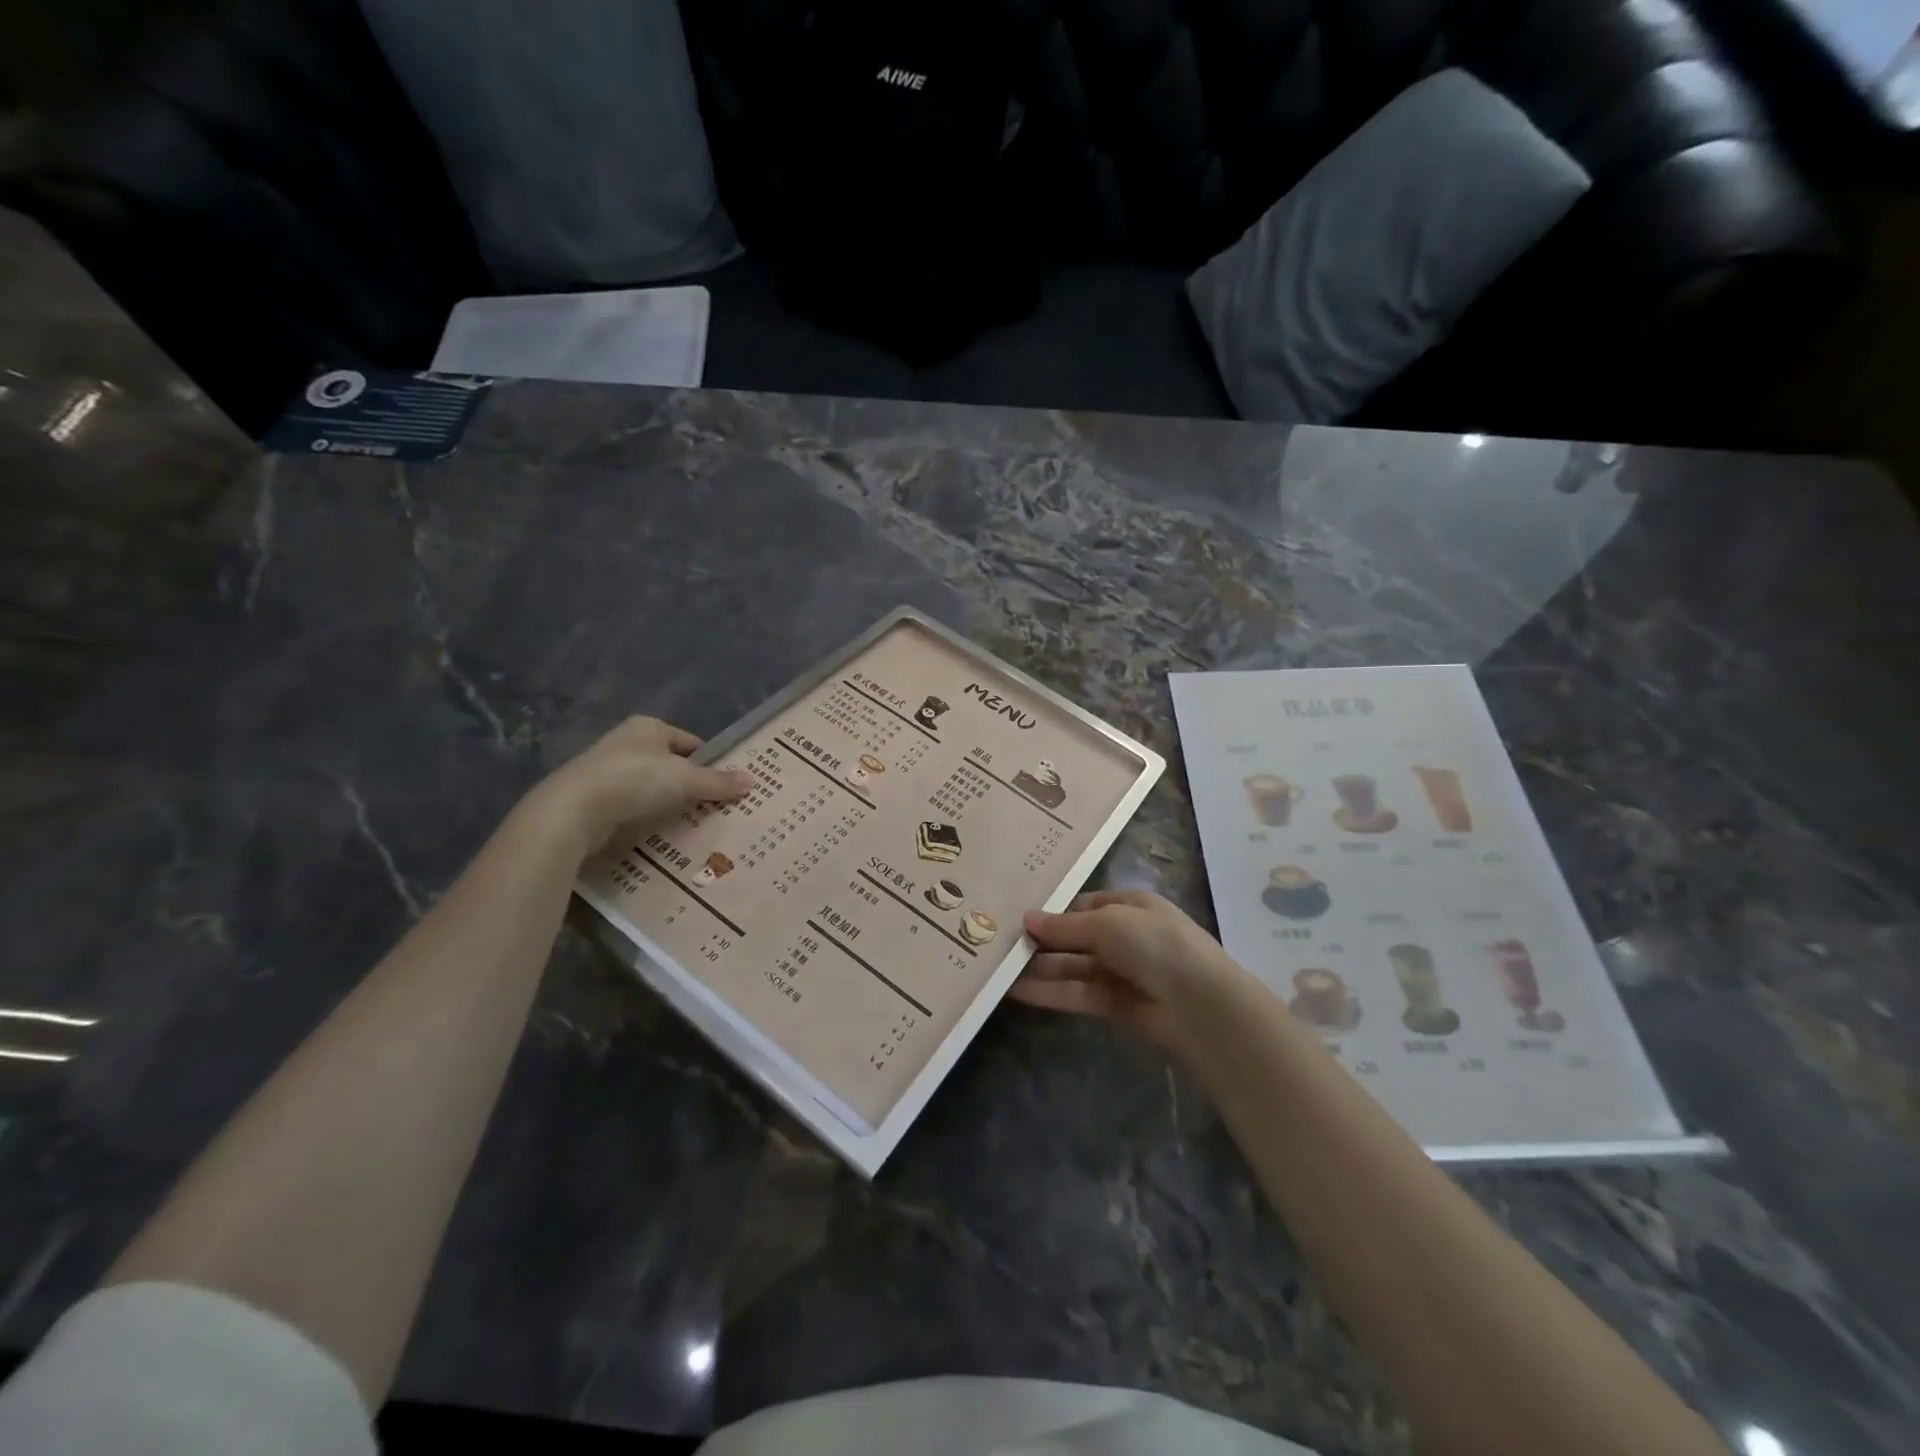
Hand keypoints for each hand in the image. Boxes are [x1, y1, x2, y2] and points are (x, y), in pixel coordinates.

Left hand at [526, 717, 750, 858]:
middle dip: (690, 785)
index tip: (726, 786)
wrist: (573, 811)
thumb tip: (753, 780)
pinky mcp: (594, 798)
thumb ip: (718, 782)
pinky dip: (647, 817)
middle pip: (671, 765)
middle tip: (715, 809)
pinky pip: (632, 806)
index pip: (691, 743)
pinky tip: (660, 833)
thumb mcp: (685, 780)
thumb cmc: (635, 780)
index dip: (710, 763)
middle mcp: (627, 742)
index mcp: (649, 727)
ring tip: (692, 825)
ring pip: (651, 787)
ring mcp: (608, 770)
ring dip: (669, 803)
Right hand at [1012, 890, 1245, 1060]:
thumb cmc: (1156, 945)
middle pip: (1075, 937)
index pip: (1084, 905)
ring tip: (999, 968)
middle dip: (1042, 941)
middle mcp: (1125, 935)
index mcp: (1131, 905)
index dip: (1053, 911)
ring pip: (1073, 966)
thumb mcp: (1108, 924)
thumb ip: (1065, 925)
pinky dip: (1050, 992)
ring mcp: (1121, 971)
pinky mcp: (1116, 1005)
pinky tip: (1017, 991)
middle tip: (999, 944)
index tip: (1017, 918)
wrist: (1201, 1005)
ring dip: (1040, 968)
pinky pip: (1077, 993)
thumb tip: (1026, 918)